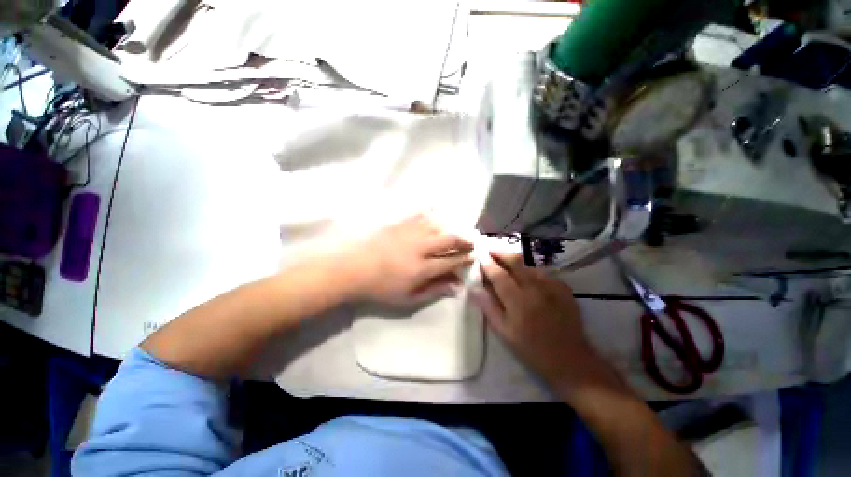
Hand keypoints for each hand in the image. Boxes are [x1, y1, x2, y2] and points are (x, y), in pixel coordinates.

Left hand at [344, 215, 473, 304]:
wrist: (351, 267)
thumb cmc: (380, 286)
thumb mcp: (407, 297)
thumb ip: (434, 291)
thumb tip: (457, 287)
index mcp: (422, 268)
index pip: (453, 260)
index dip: (466, 258)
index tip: (473, 257)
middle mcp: (420, 247)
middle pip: (451, 238)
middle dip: (466, 239)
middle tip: (473, 241)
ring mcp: (410, 232)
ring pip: (440, 224)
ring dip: (453, 225)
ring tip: (459, 229)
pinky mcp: (400, 223)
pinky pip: (422, 213)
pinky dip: (434, 212)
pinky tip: (439, 213)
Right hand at [470, 251, 593, 381]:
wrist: (571, 360)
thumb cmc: (532, 349)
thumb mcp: (504, 332)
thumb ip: (489, 307)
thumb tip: (475, 288)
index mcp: (517, 301)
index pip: (498, 274)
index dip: (487, 262)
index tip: (480, 253)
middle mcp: (535, 288)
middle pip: (515, 262)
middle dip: (501, 252)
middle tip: (490, 248)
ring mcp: (552, 286)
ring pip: (529, 265)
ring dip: (515, 261)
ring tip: (506, 260)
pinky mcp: (564, 289)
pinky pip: (543, 273)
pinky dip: (531, 271)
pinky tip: (527, 276)